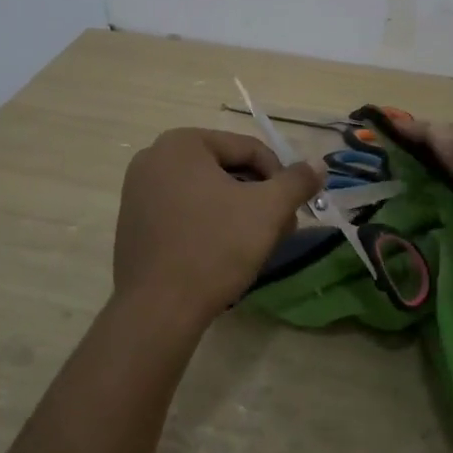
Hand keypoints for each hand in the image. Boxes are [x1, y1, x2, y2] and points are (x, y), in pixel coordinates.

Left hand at [113, 128, 322, 325]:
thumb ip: (297, 181)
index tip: (293, 209)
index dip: (280, 177)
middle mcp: (154, 157)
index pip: (248, 149)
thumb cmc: (215, 247)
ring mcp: (138, 191)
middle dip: (259, 197)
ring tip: (258, 244)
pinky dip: (209, 224)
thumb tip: (318, 165)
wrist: (159, 309)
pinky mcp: (134, 223)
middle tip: (281, 229)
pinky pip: (184, 211)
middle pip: (226, 169)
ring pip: (206, 192)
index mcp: (182, 143)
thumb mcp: (267, 210)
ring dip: (238, 212)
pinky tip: (224, 253)